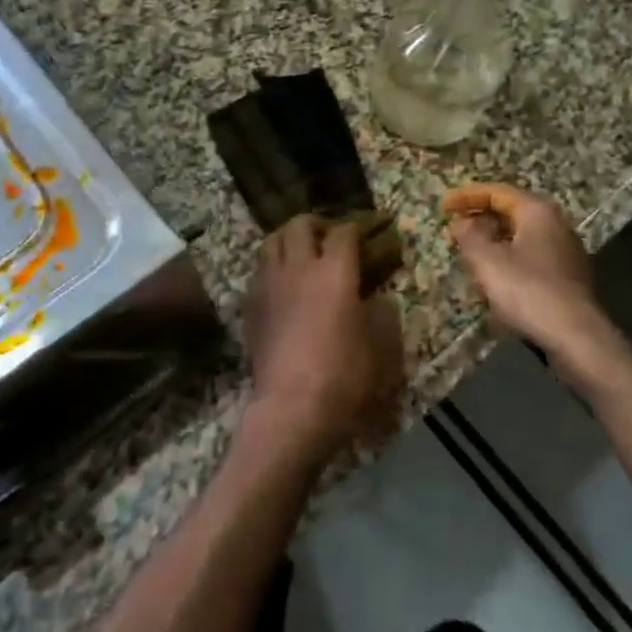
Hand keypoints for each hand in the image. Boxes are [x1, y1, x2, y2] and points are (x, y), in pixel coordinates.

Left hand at [243, 216, 404, 463]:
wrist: (290, 407)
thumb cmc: (344, 375)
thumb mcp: (380, 347)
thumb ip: (381, 315)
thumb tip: (377, 299)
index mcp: (335, 271)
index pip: (344, 232)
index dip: (355, 228)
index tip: (363, 234)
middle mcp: (298, 267)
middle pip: (299, 225)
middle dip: (315, 224)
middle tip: (327, 236)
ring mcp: (269, 284)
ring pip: (271, 242)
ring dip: (286, 239)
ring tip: (298, 253)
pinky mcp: (250, 305)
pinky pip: (259, 271)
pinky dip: (271, 267)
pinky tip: (281, 284)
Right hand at [441, 183, 611, 364]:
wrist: (576, 336)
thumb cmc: (527, 290)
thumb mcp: (487, 260)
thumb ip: (469, 235)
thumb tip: (461, 222)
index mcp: (537, 211)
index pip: (497, 192)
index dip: (466, 196)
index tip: (443, 206)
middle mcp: (556, 223)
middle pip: (511, 210)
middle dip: (480, 217)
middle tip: (454, 227)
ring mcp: (565, 250)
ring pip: (521, 234)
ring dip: (493, 238)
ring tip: (469, 250)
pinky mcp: (567, 275)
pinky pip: (530, 254)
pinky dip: (508, 256)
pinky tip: (494, 275)